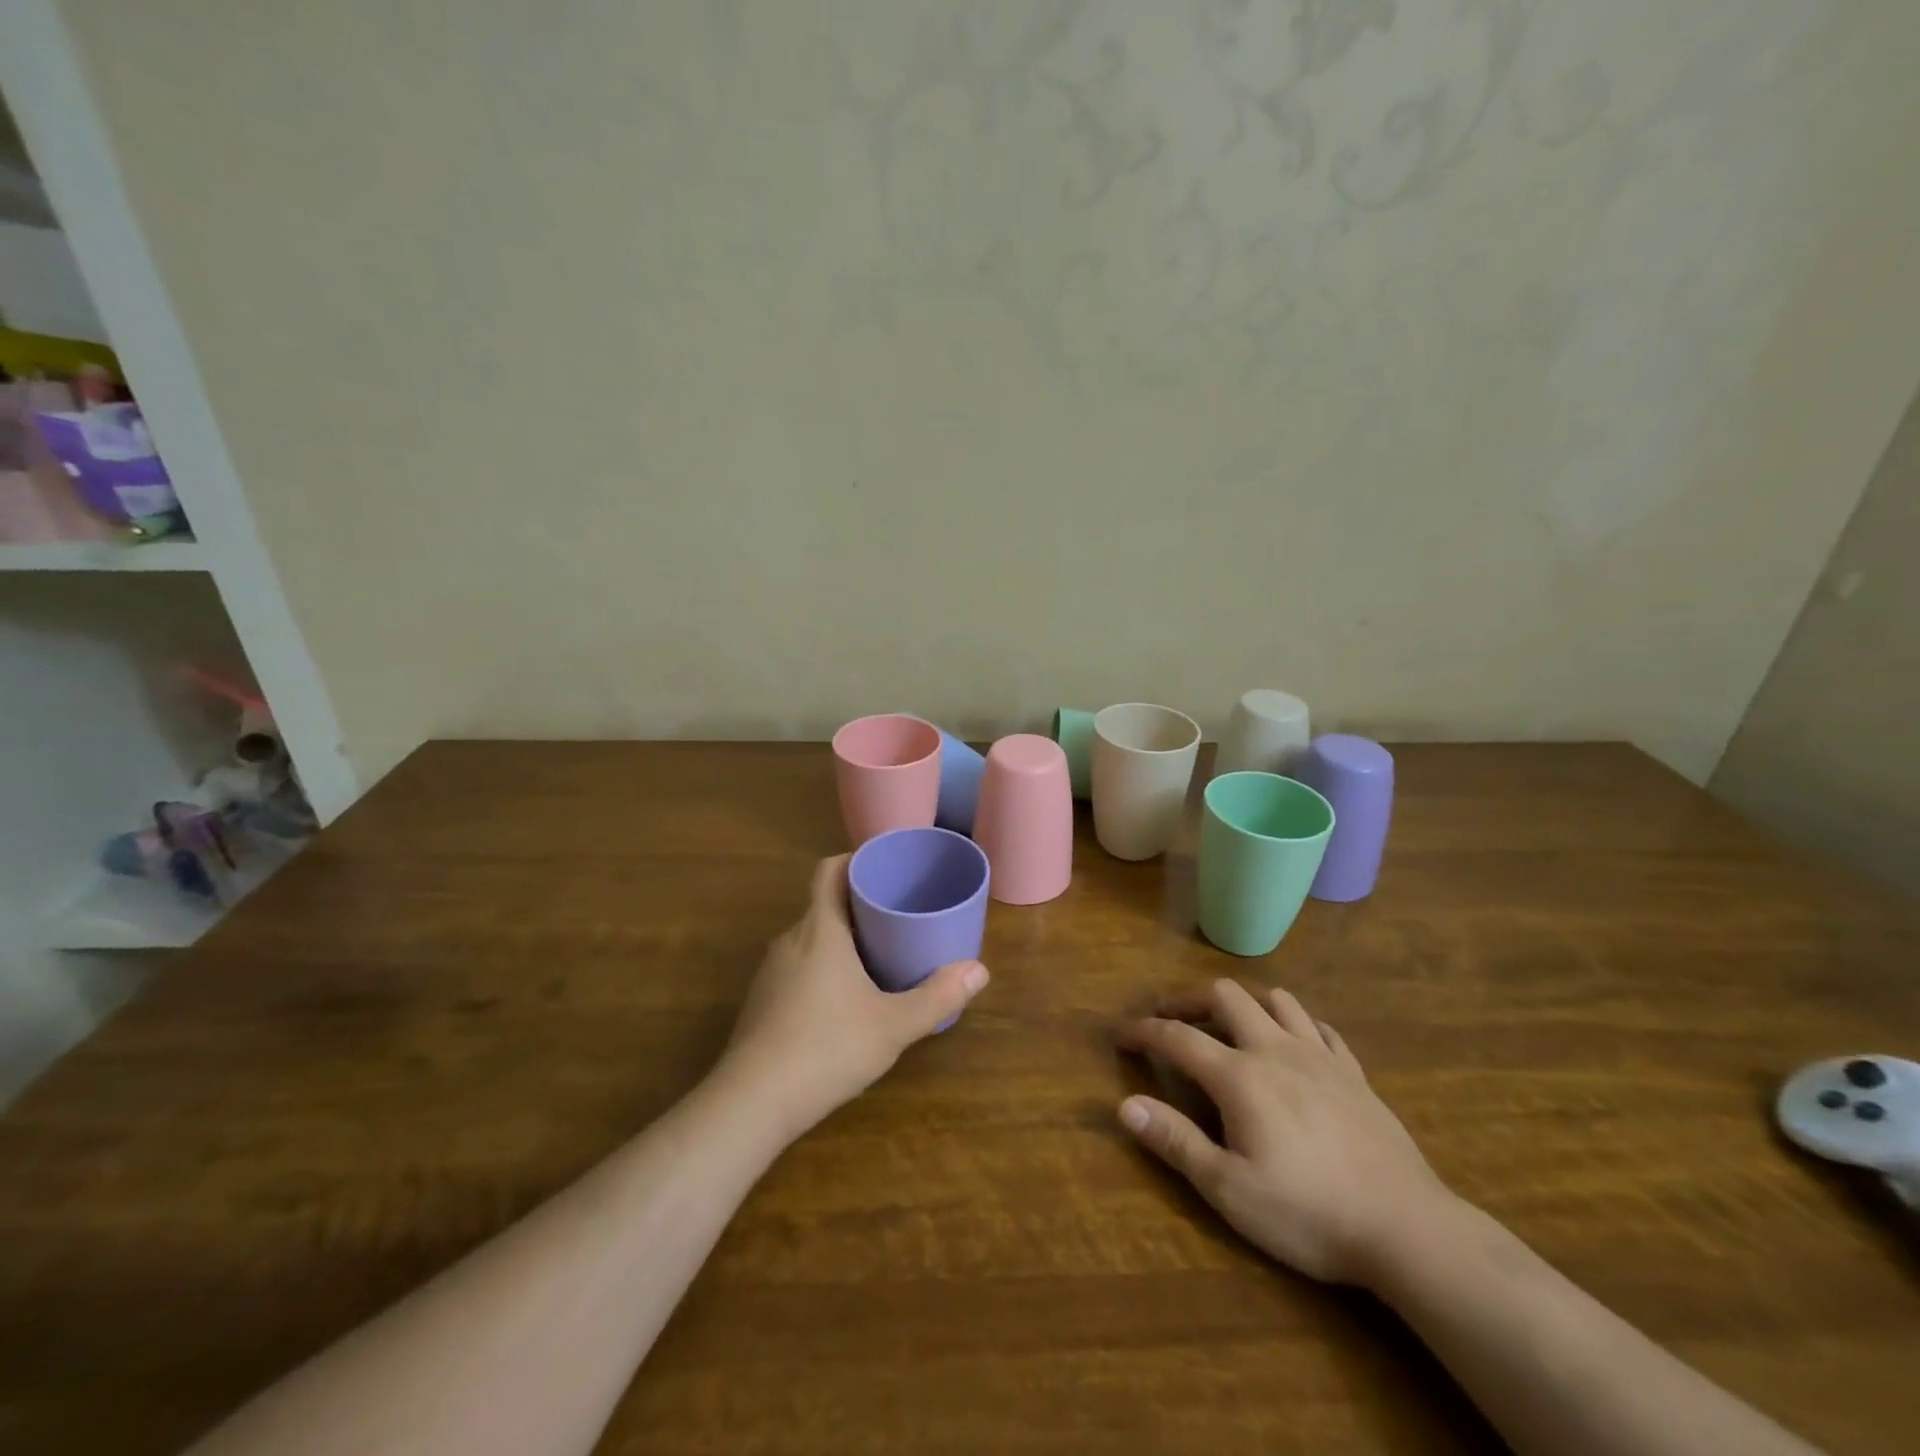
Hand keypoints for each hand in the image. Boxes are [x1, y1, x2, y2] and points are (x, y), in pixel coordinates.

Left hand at [720, 855, 988, 1135]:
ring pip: (811, 937)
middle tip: (899, 914)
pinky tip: (844, 999)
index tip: (886, 868)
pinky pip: (798, 965)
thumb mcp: (893, 1025)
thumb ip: (938, 997)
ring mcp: (771, 971)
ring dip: (842, 937)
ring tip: (879, 953)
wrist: (751, 1103)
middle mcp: (791, 940)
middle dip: (860, 903)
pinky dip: (823, 965)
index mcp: (820, 929)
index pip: (829, 870)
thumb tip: (980, 971)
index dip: (856, 860)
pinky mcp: (762, 1000)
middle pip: (824, 903)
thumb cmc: (827, 1048)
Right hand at [1117, 980, 1454, 1287]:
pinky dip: (1297, 1025)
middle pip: (1226, 995)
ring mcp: (1321, 1057)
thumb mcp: (1229, 1190)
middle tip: (1173, 1019)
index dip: (1144, 1031)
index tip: (1121, 1034)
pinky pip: (1321, 1028)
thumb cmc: (1309, 1213)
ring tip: (1232, 1026)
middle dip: (1191, 999)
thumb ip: (1175, 1141)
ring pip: (1277, 999)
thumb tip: (1125, 1104)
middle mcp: (1275, 1050)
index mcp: (1240, 1076)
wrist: (1408, 1229)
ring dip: (1246, 1003)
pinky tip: (1294, 1045)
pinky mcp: (1355, 1074)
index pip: (1178, 1037)